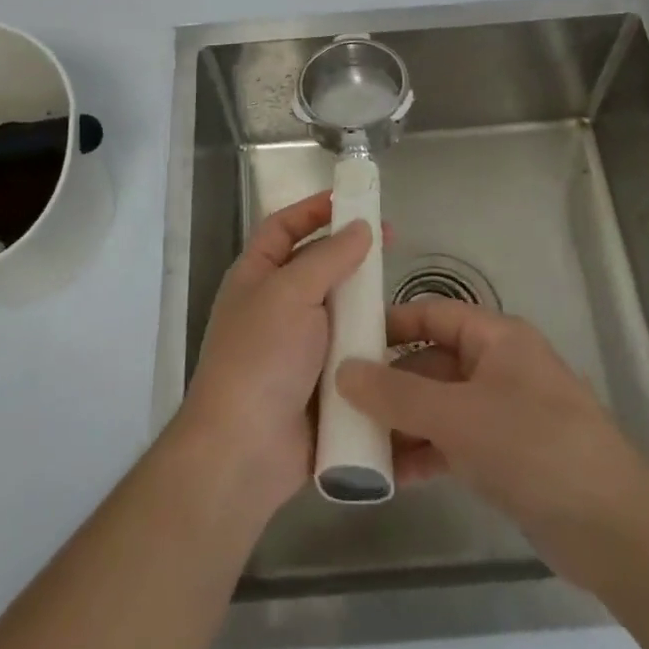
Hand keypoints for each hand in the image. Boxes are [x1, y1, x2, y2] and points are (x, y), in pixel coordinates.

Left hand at [177, 192, 369, 523]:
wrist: (245, 450)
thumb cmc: (261, 357)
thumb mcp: (291, 293)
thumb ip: (328, 257)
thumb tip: (359, 226)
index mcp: (256, 277)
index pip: (282, 227)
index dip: (313, 209)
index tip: (352, 198)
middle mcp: (275, 307)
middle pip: (316, 267)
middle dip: (351, 255)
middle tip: (392, 243)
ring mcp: (297, 348)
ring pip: (338, 312)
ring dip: (366, 302)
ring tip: (401, 292)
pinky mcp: (320, 384)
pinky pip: (350, 354)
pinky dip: (372, 346)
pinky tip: (403, 341)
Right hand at [338, 299, 648, 588]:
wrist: (614, 530)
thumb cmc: (535, 447)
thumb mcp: (458, 416)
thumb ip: (397, 394)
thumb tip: (343, 370)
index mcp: (496, 338)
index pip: (432, 314)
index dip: (390, 323)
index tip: (344, 341)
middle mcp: (498, 366)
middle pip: (431, 362)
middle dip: (388, 383)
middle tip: (339, 402)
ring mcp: (503, 413)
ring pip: (439, 406)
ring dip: (402, 423)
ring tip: (355, 445)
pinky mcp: (506, 456)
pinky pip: (453, 442)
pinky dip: (424, 454)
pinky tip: (390, 477)